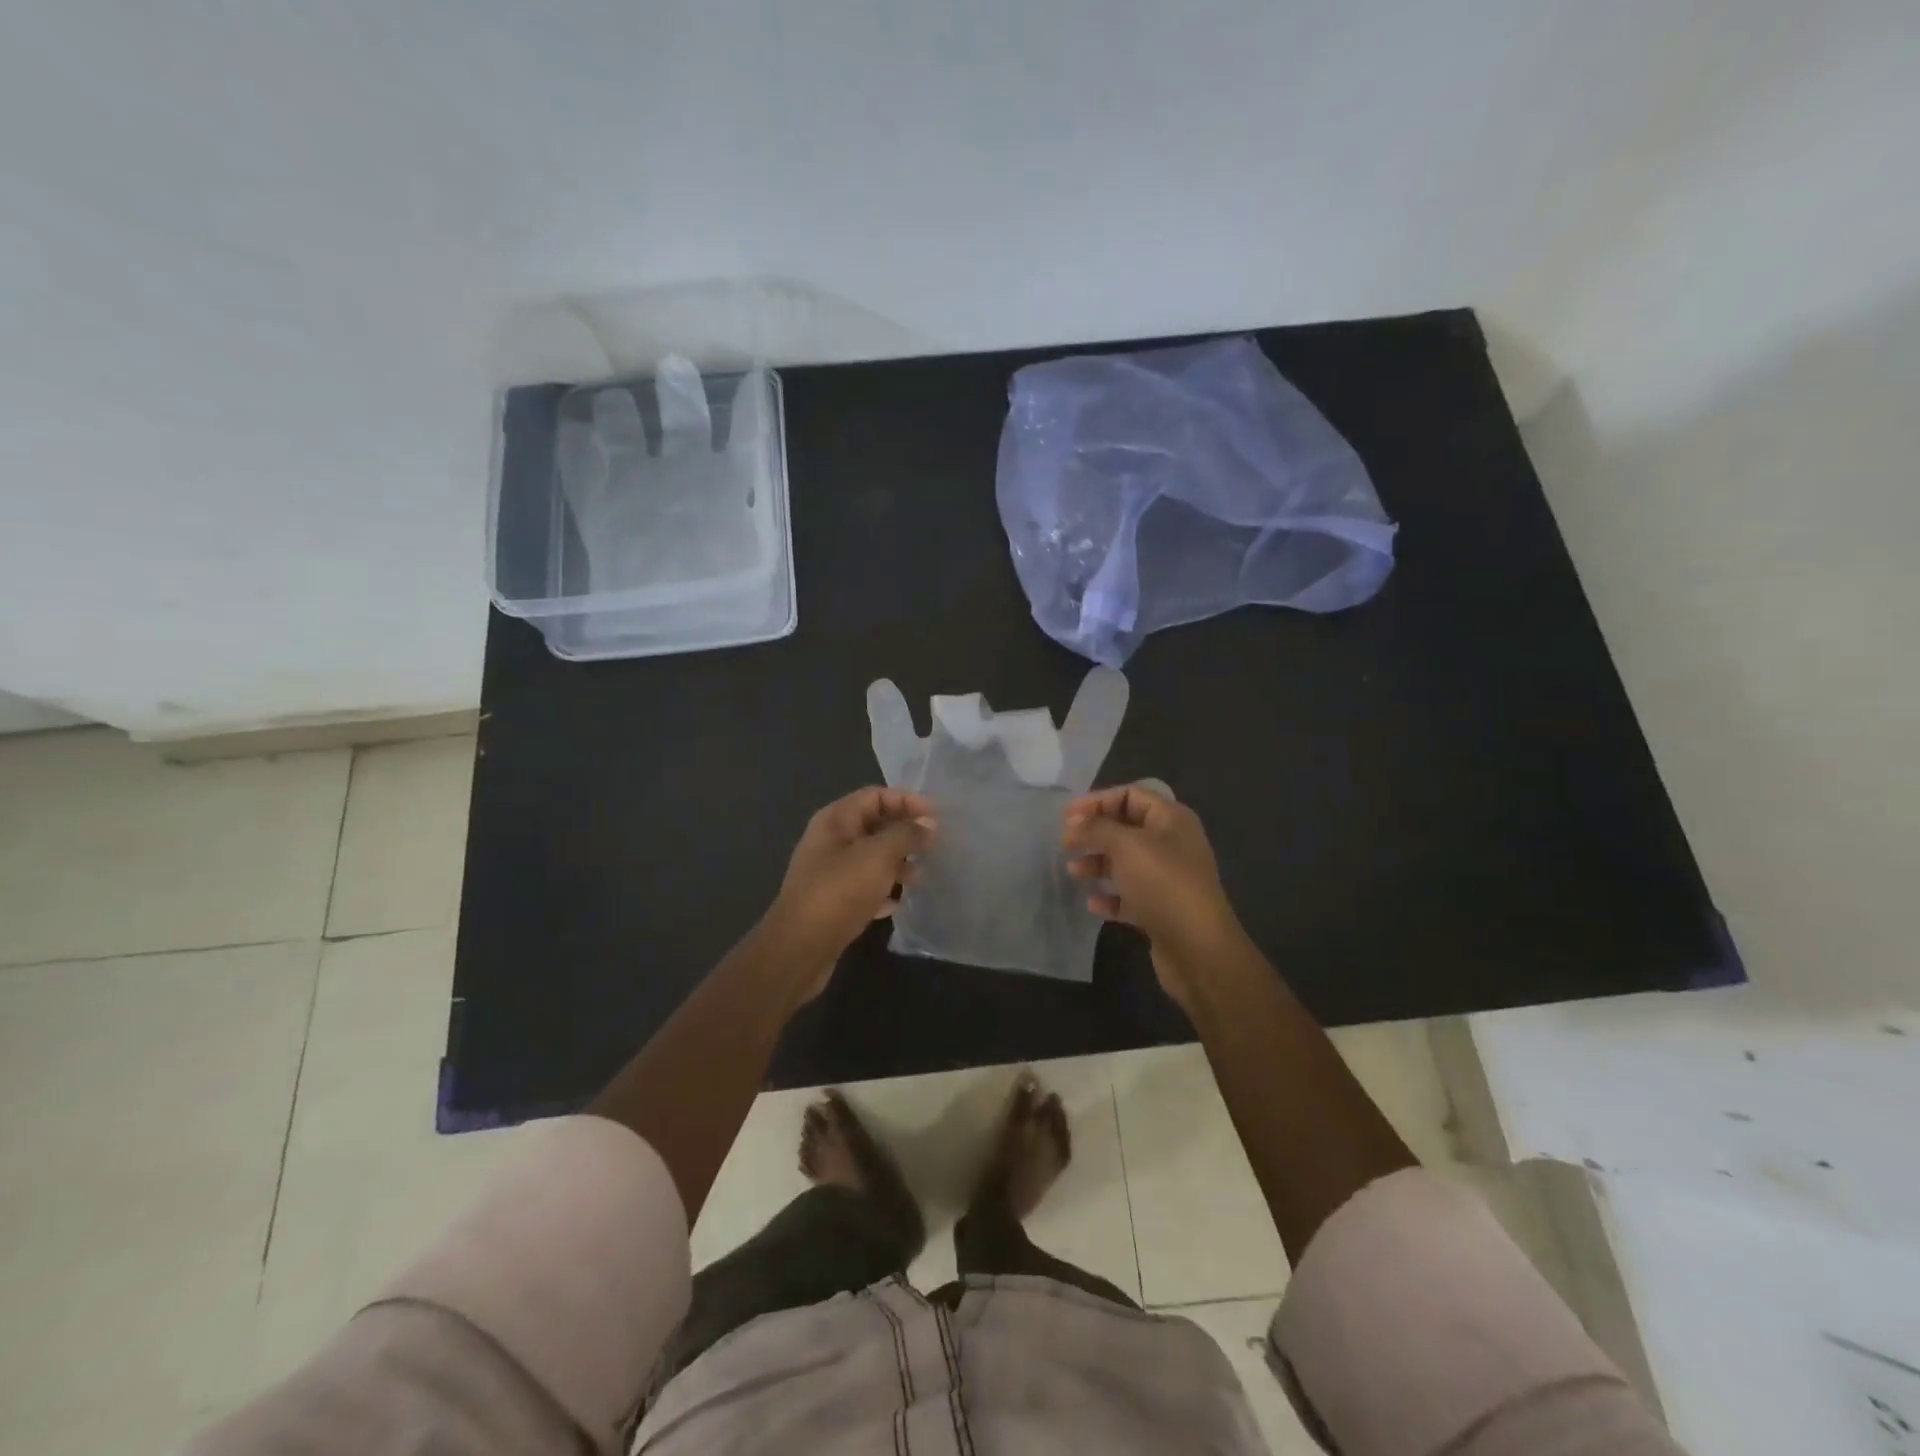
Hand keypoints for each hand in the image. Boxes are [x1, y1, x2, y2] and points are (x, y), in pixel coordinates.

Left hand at [767, 787, 934, 1000]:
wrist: (800, 947)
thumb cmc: (839, 891)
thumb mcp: (879, 856)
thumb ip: (906, 834)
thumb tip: (928, 824)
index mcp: (836, 819)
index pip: (875, 795)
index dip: (907, 801)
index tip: (935, 817)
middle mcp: (831, 840)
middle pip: (875, 825)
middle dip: (905, 833)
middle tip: (934, 846)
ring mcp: (831, 872)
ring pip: (872, 857)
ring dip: (898, 863)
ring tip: (919, 877)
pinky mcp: (834, 901)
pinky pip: (865, 886)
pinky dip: (883, 889)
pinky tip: (897, 903)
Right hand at [1063, 783, 1241, 1010]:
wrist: (1198, 947)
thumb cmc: (1163, 883)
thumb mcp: (1126, 846)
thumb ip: (1096, 828)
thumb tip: (1074, 822)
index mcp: (1171, 819)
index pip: (1130, 795)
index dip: (1097, 800)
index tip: (1066, 816)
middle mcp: (1172, 844)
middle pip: (1125, 828)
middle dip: (1094, 833)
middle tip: (1065, 842)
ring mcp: (1167, 878)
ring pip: (1125, 862)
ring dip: (1097, 864)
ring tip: (1073, 872)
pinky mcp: (1161, 908)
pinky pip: (1129, 895)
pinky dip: (1110, 896)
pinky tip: (1093, 903)